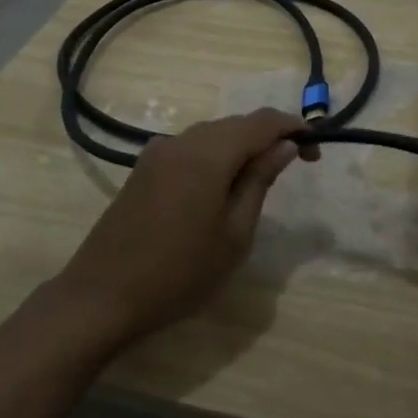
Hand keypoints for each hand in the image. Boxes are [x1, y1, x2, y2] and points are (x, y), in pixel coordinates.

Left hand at [55, 108, 303, 344]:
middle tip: (293, 168)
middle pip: (236, 124)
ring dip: (241, 147)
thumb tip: (285, 145)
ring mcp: (158, 152)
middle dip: (268, 137)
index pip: (262, 121)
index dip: (294, 128)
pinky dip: (214, 157)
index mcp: (209, 152)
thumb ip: (260, 180)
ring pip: (212, 134)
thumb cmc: (180, 272)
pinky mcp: (143, 168)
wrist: (102, 296)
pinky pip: (190, 148)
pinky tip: (218, 187)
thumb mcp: (235, 233)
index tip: (315, 152)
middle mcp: (182, 140)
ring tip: (259, 181)